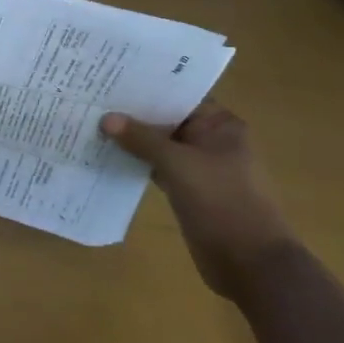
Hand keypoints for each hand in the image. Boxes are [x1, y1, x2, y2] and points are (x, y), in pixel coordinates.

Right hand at [100, 100, 298, 300]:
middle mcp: (211, 141)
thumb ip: (142, 139)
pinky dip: (138, 162)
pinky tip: (108, 155)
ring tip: (94, 123)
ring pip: (161, 145)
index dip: (147, 87)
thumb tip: (106, 118)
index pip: (179, 95)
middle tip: (94, 98)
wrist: (250, 264)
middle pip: (168, 119)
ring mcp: (200, 167)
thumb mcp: (178, 164)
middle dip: (134, 113)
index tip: (112, 78)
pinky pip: (159, 168)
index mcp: (220, 125)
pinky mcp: (188, 190)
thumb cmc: (222, 202)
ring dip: (133, 139)